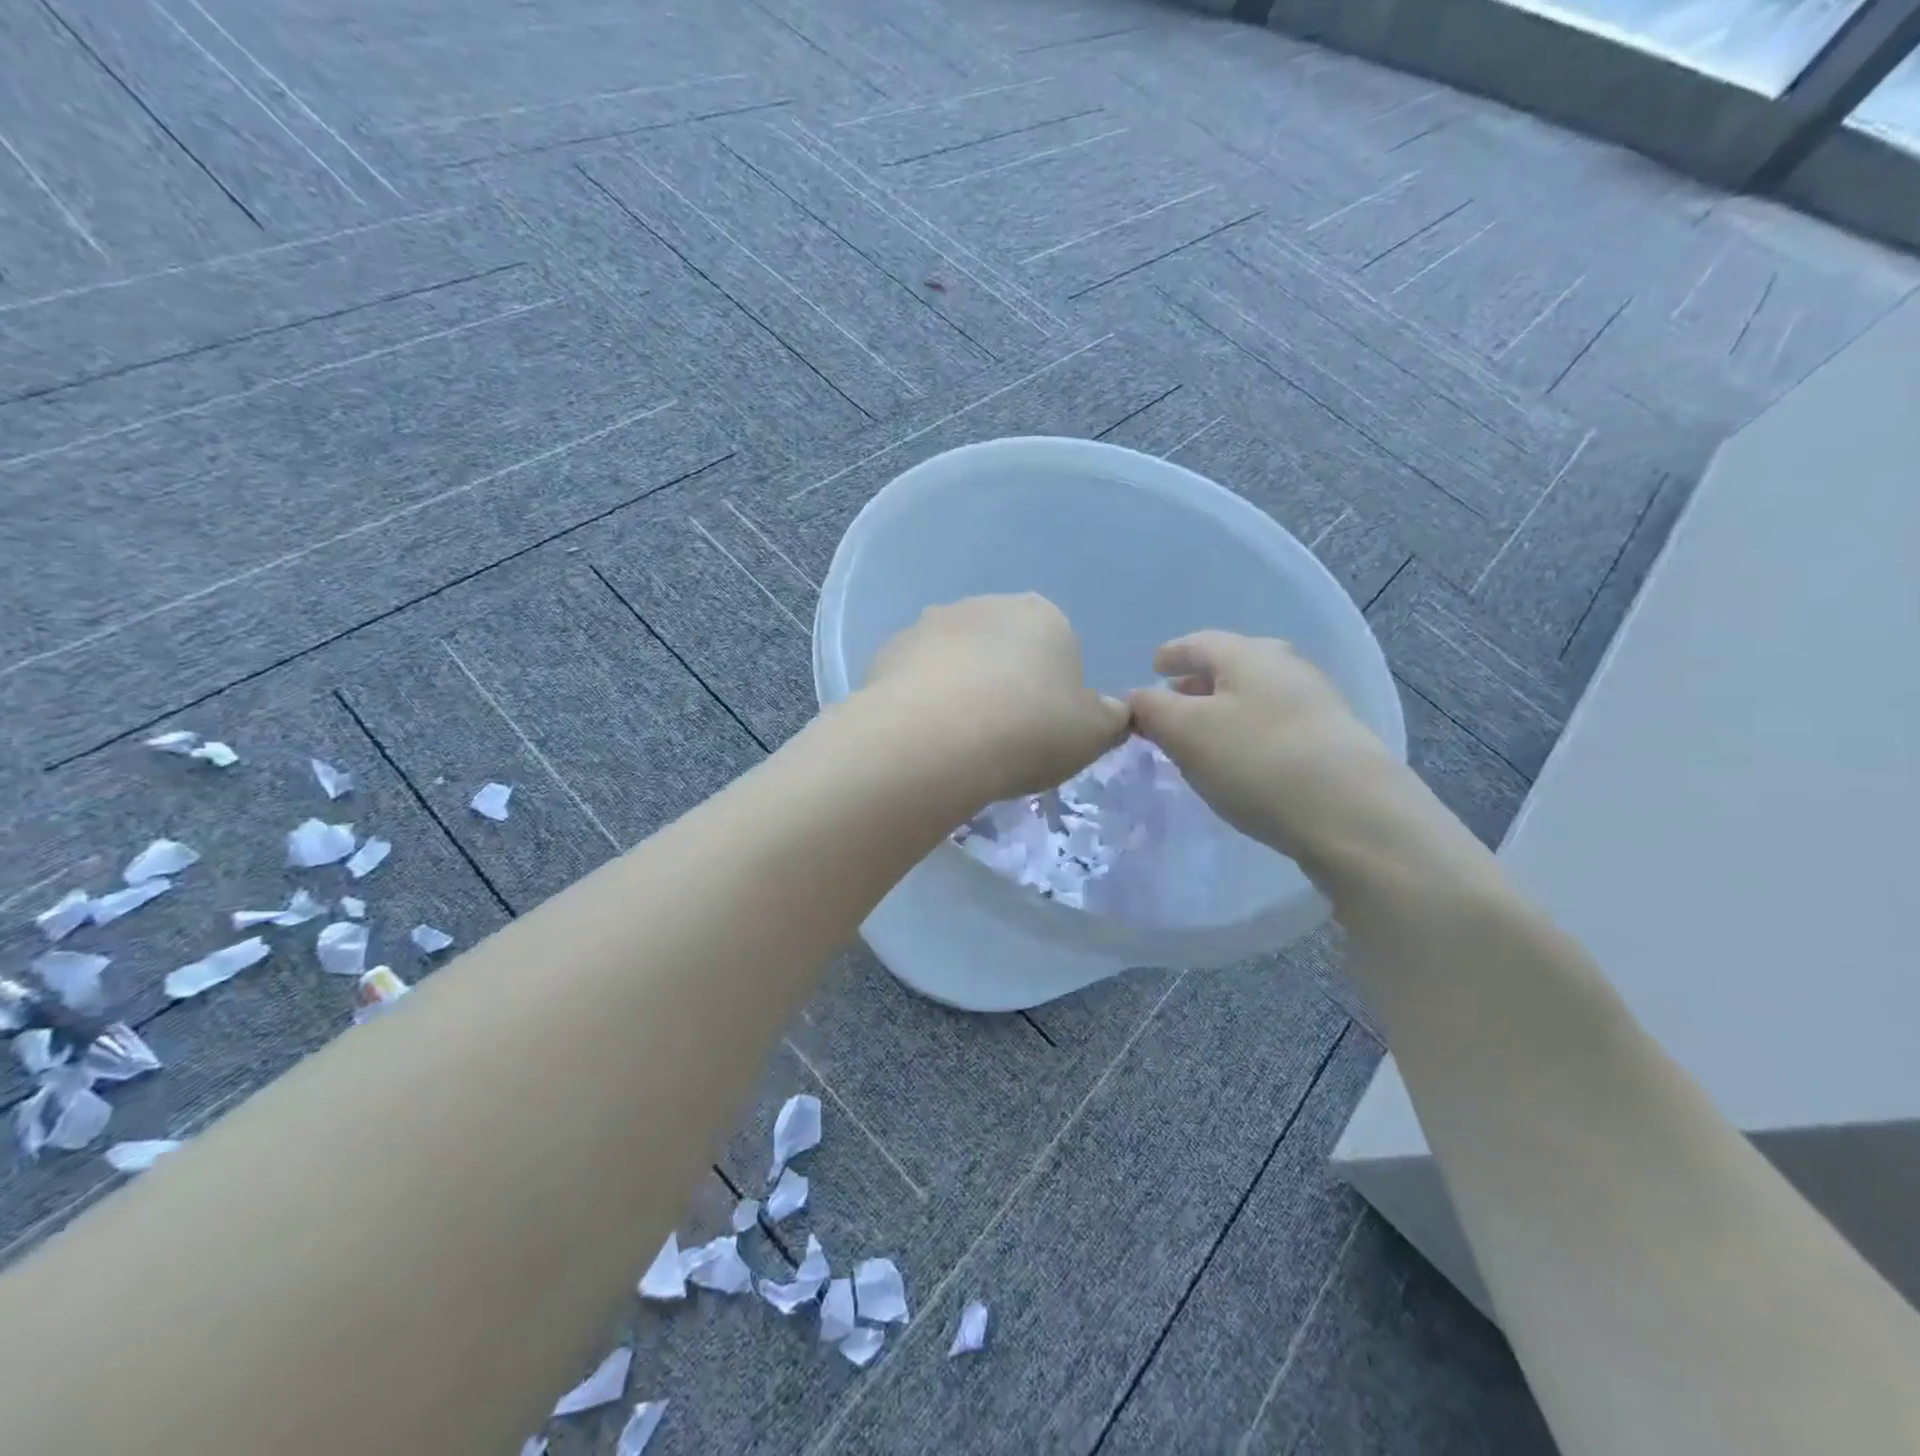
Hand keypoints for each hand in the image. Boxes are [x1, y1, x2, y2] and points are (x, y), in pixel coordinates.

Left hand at [863, 594, 1128, 807]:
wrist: (935, 739)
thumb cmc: (1029, 730)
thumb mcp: (1093, 735)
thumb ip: (1111, 718)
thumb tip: (1114, 711)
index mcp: (1043, 615)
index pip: (1058, 649)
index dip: (1053, 693)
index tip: (1043, 730)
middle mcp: (986, 605)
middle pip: (1004, 649)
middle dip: (1005, 684)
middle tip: (1003, 738)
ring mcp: (932, 623)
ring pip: (957, 660)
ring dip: (961, 689)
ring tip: (958, 742)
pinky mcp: (889, 650)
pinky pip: (917, 677)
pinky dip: (923, 700)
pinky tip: (924, 736)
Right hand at [1127, 632, 1470, 885]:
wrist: (1354, 814)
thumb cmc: (1256, 761)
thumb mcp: (1185, 732)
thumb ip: (1151, 710)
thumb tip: (1137, 699)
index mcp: (1247, 653)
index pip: (1198, 642)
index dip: (1170, 654)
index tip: (1153, 666)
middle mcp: (1285, 666)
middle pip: (1231, 665)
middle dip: (1197, 682)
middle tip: (1172, 703)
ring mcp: (1316, 702)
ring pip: (1255, 695)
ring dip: (1224, 709)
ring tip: (1202, 736)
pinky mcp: (1334, 740)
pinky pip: (1276, 723)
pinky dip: (1249, 731)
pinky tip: (1243, 760)